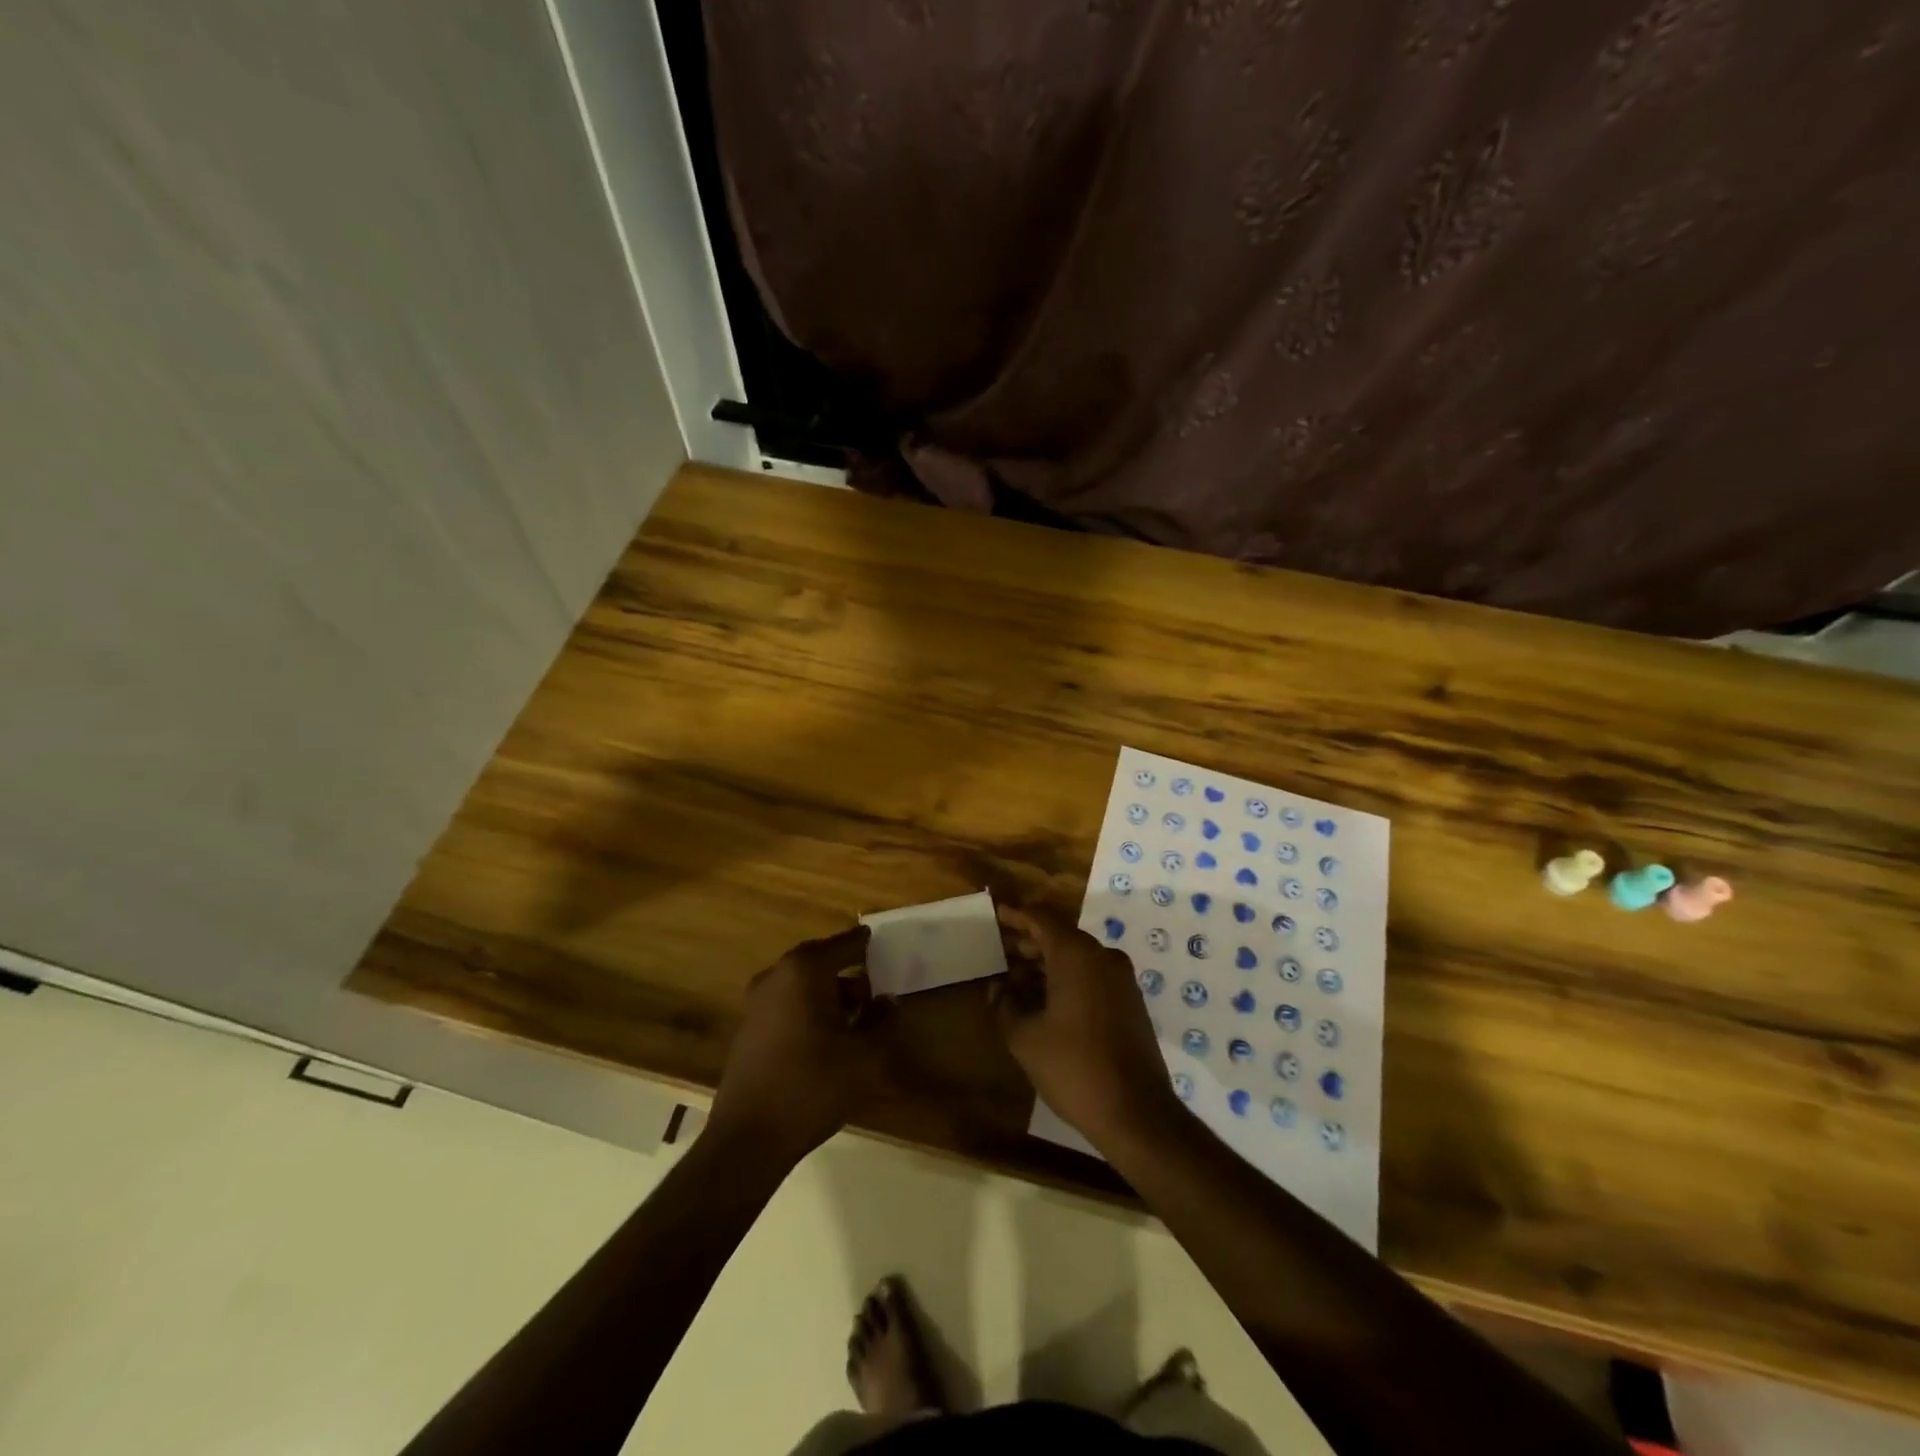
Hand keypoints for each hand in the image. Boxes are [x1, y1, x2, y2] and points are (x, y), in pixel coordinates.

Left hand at [709, 925, 890, 1163]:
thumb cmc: (812, 1085)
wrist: (749, 1138)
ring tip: (856, 1014)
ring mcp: (757, 1001)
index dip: (867, 945)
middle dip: (848, 970)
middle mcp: (777, 975)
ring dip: (829, 992)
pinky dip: (808, 1007)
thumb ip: (881, 1021)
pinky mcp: (748, 1027)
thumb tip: (888, 1001)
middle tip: (876, 984)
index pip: (845, 944)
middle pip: (821, 960)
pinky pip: (787, 1002)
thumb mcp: (863, 1056)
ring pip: (802, 983)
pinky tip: (827, 1035)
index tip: (885, 946)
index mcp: (804, 970)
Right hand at [991, 905, 1180, 1148]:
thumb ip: (1005, 1005)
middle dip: (1028, 941)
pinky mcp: (1130, 1002)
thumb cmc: (1073, 1067)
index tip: (995, 914)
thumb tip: (997, 987)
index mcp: (1076, 955)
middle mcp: (1102, 957)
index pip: (1041, 919)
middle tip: (999, 948)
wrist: (1136, 1112)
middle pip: (1060, 936)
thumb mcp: (1025, 1038)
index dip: (1016, 915)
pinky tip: (1044, 999)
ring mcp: (1121, 979)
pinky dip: (1067, 979)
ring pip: (1077, 958)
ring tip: (1015, 977)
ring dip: (1046, 963)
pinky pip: (1092, 976)